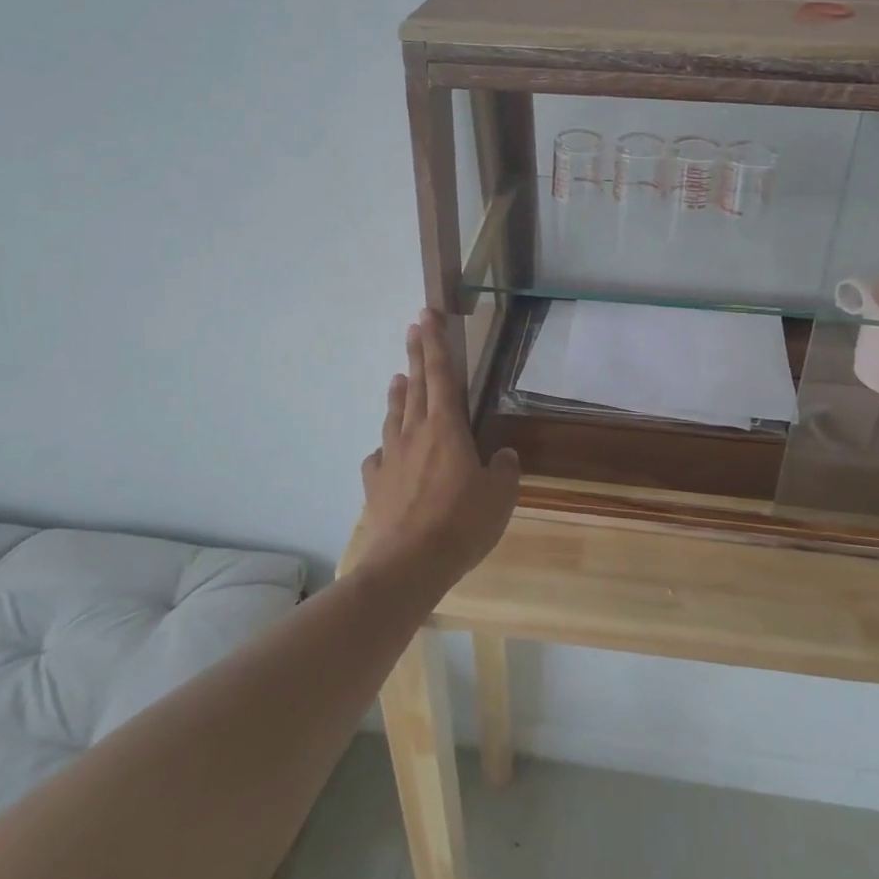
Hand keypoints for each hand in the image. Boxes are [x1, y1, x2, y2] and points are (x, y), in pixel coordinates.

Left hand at [358, 310, 520, 590]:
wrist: (408, 563)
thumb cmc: (462, 523)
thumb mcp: (500, 497)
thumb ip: (503, 470)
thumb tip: (503, 456)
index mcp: (447, 428)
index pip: (442, 375)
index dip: (435, 343)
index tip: (426, 315)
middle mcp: (415, 434)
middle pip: (416, 386)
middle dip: (416, 355)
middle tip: (413, 327)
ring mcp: (391, 457)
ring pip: (394, 415)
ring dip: (398, 394)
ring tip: (398, 377)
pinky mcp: (375, 483)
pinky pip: (379, 456)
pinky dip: (385, 446)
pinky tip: (385, 450)